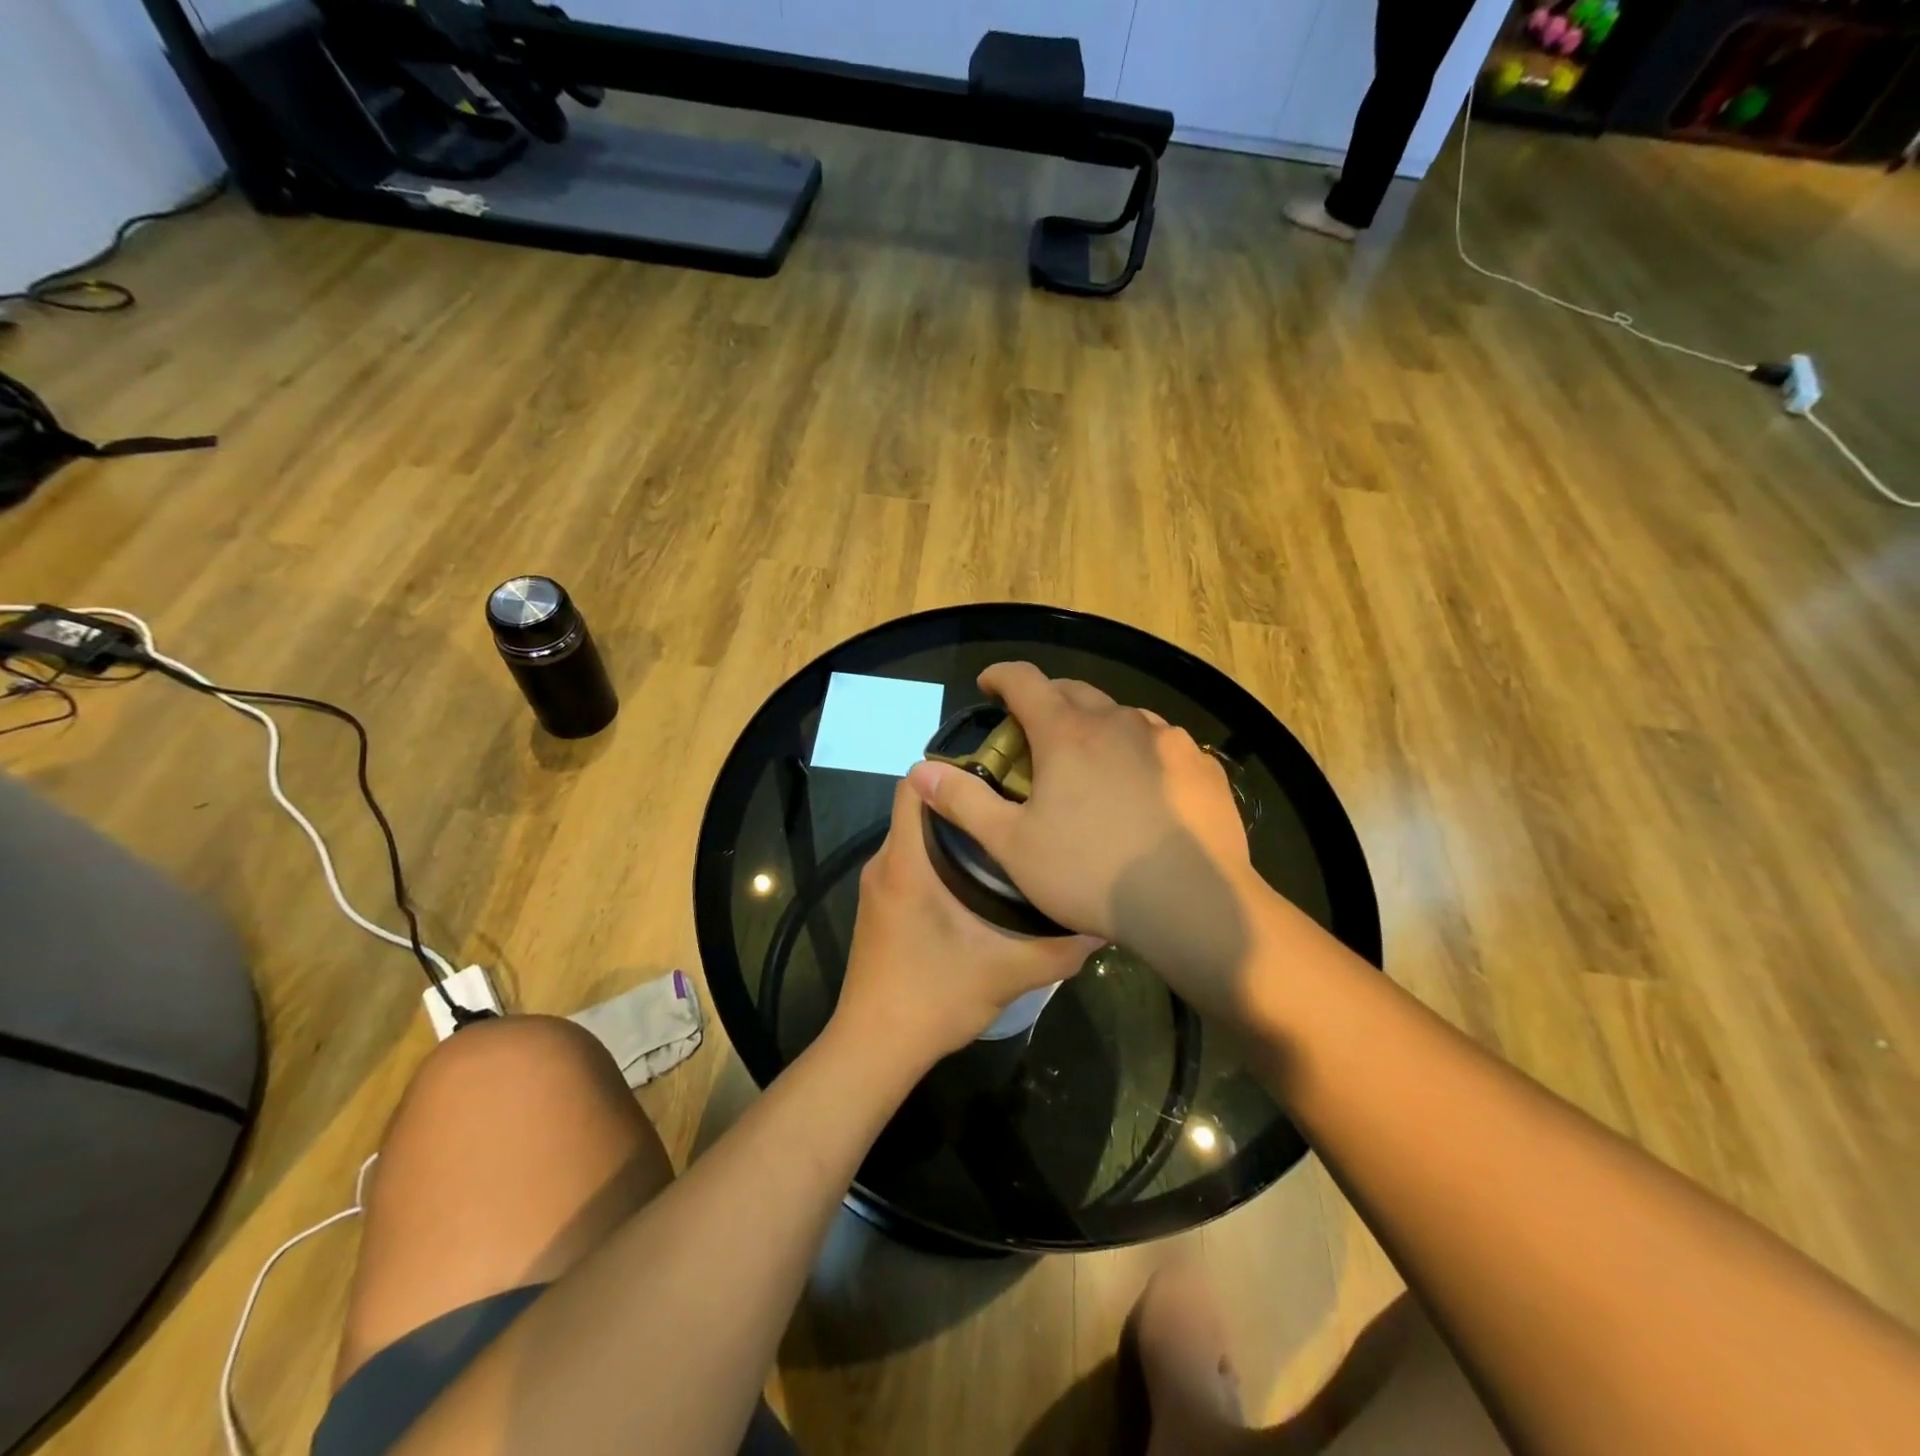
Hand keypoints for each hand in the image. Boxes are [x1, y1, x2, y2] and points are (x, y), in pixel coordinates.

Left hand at [835, 775, 1100, 1062]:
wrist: (874, 1048)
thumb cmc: (933, 998)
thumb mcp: (1007, 973)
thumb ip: (1058, 948)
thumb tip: (1103, 924)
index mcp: (905, 863)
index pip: (913, 786)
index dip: (950, 771)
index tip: (998, 775)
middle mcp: (884, 864)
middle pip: (918, 809)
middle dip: (964, 803)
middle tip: (1016, 808)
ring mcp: (878, 887)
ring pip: (914, 837)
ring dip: (953, 834)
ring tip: (1006, 841)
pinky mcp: (880, 908)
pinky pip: (909, 863)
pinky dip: (938, 860)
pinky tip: (978, 883)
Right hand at [904, 662, 1263, 1019]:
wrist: (1192, 903)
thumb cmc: (1091, 873)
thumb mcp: (1013, 845)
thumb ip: (964, 802)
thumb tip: (919, 771)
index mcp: (1067, 733)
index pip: (1025, 681)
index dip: (1001, 676)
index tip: (989, 684)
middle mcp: (1118, 722)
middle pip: (1074, 691)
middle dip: (1048, 700)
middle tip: (1034, 730)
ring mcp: (1167, 741)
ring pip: (1122, 716)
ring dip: (1098, 726)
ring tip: (1091, 761)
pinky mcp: (1202, 766)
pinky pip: (1162, 745)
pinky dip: (1141, 752)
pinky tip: (1144, 788)